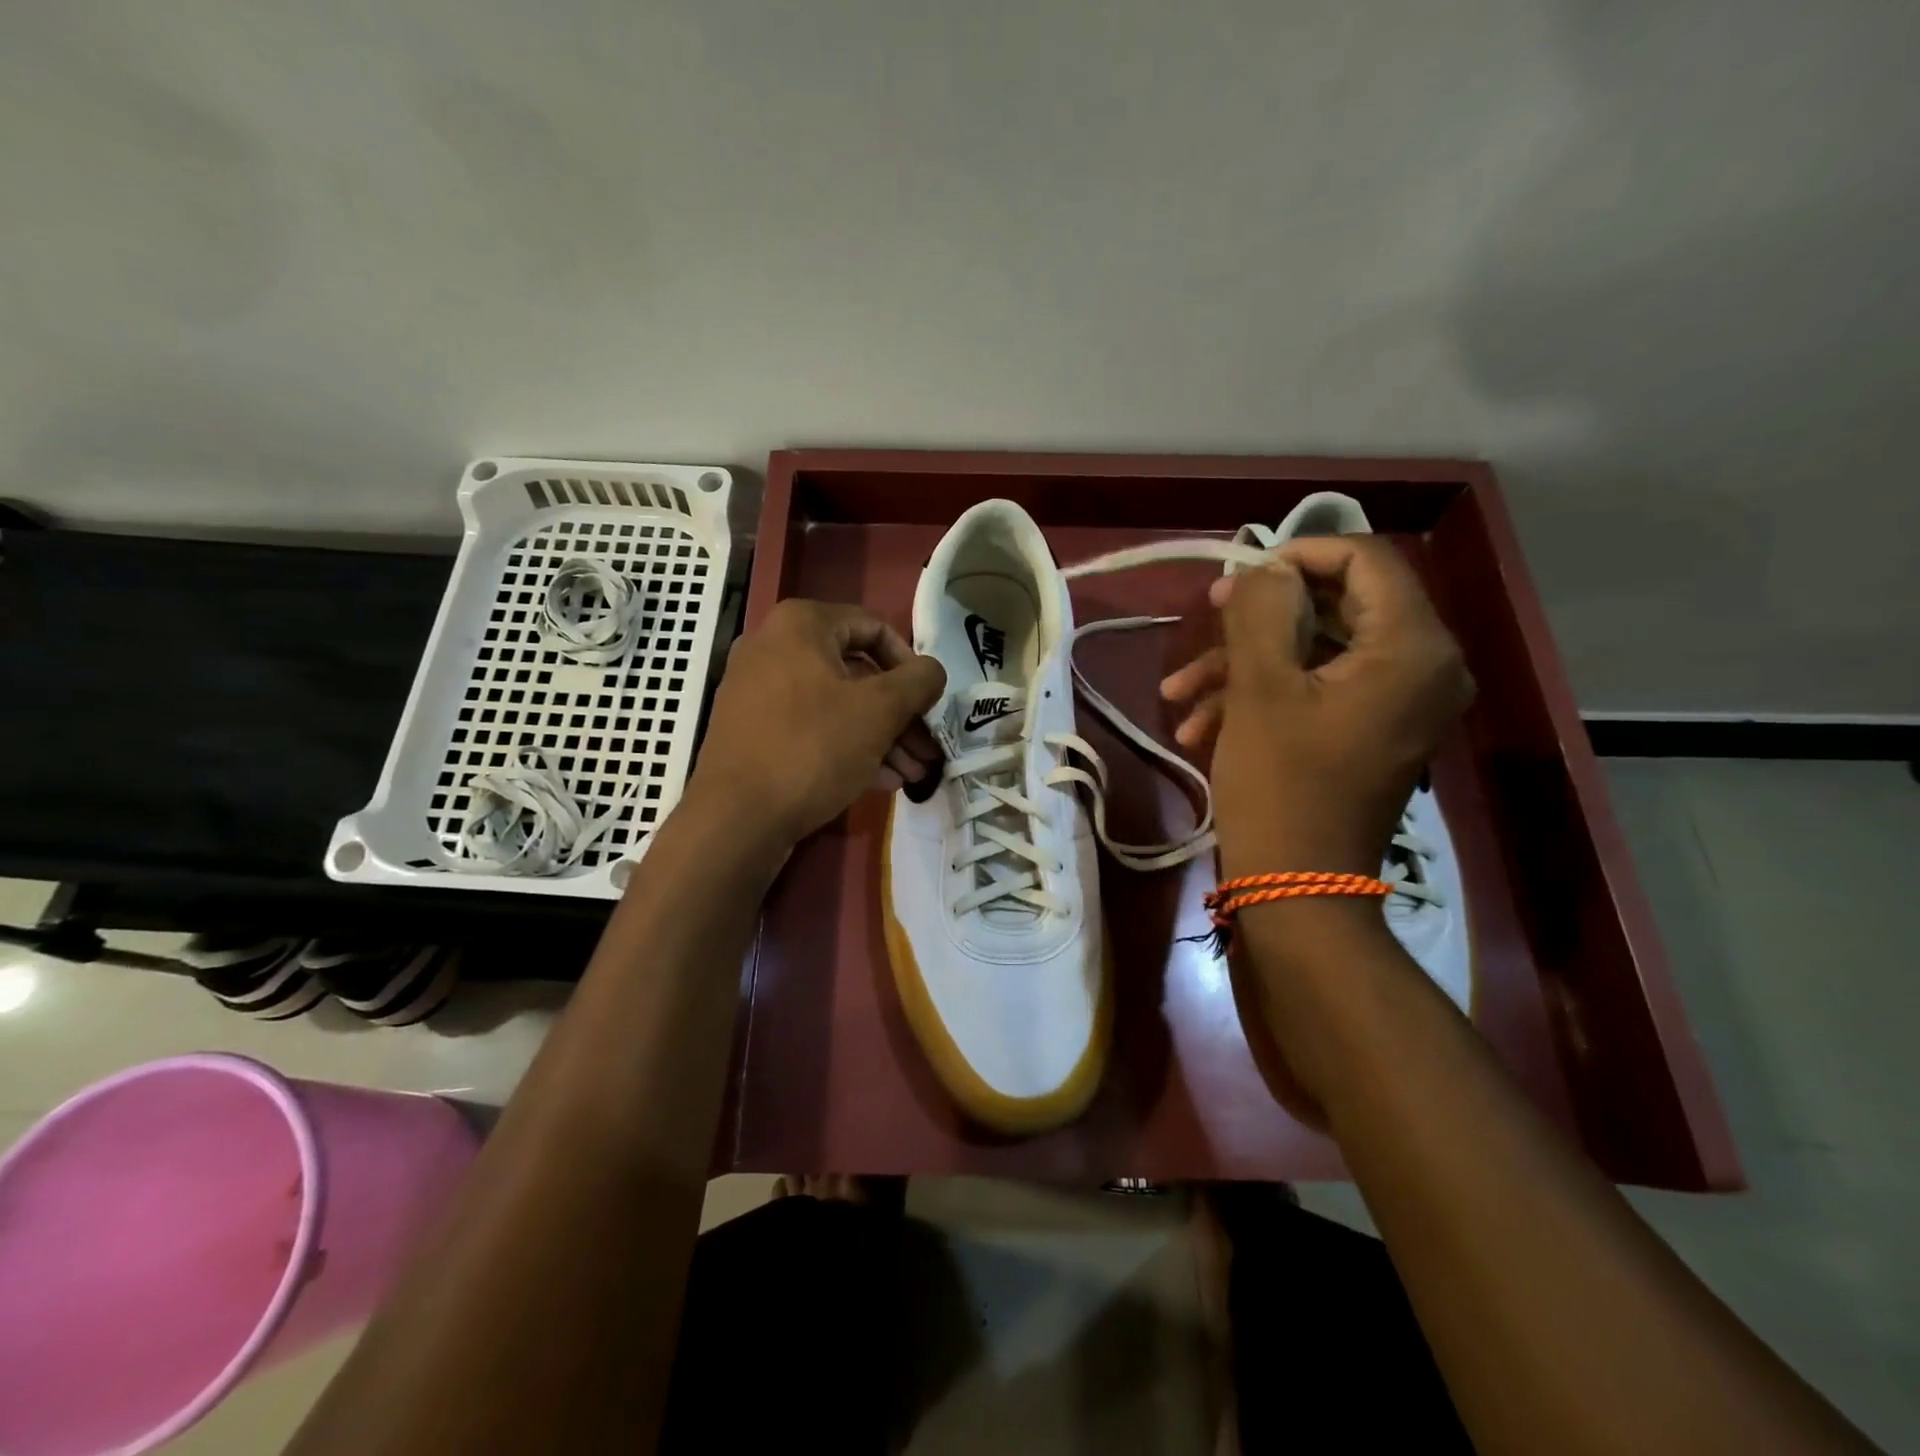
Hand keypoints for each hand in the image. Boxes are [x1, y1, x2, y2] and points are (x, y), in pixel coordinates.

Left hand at [688, 599, 945, 848]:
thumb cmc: (813, 748)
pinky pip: (810, 728)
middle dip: (899, 714)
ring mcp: (757, 691)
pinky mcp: (752, 731)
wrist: (736, 818)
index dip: (910, 665)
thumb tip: (933, 670)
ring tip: (913, 774)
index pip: (874, 628)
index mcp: (800, 625)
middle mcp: (773, 647)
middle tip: (927, 748)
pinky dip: (847, 747)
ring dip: (880, 737)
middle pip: (856, 672)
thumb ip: (918, 681)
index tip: (928, 702)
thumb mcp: (880, 710)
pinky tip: (881, 781)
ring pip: (836, 705)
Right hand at [1160, 536, 1472, 878]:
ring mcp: (1397, 703)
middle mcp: (1423, 667)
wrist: (1297, 889)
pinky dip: (1262, 697)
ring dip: (1245, 665)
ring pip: (1316, 653)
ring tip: (1179, 695)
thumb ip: (1261, 610)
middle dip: (1258, 618)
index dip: (1297, 554)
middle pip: (1337, 606)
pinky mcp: (1371, 731)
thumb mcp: (1260, 689)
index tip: (1237, 576)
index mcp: (1413, 647)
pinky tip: (1199, 727)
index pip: (1366, 560)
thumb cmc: (1281, 785)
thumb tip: (1263, 570)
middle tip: (1202, 623)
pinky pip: (1318, 690)